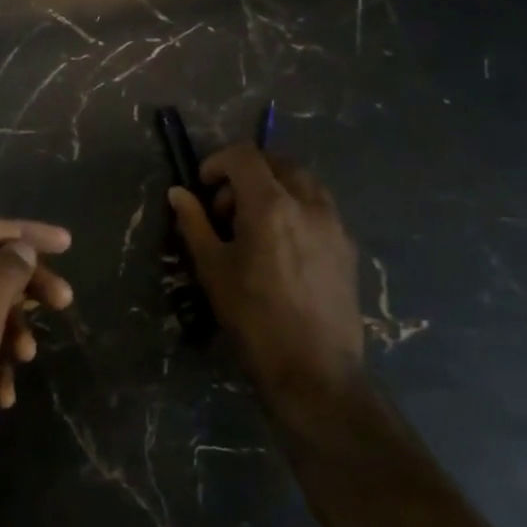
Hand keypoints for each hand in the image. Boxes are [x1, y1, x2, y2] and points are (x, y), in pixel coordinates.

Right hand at [168, 145, 362, 422]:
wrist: (315, 371)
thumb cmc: (254, 318)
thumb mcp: (213, 269)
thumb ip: (194, 223)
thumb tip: (179, 193)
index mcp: (271, 205)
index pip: (244, 156)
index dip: (217, 163)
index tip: (203, 189)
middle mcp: (308, 203)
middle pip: (275, 163)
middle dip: (245, 175)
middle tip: (225, 211)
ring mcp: (334, 223)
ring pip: (301, 182)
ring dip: (273, 188)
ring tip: (255, 227)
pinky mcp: (347, 245)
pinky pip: (319, 207)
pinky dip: (295, 208)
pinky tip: (281, 246)